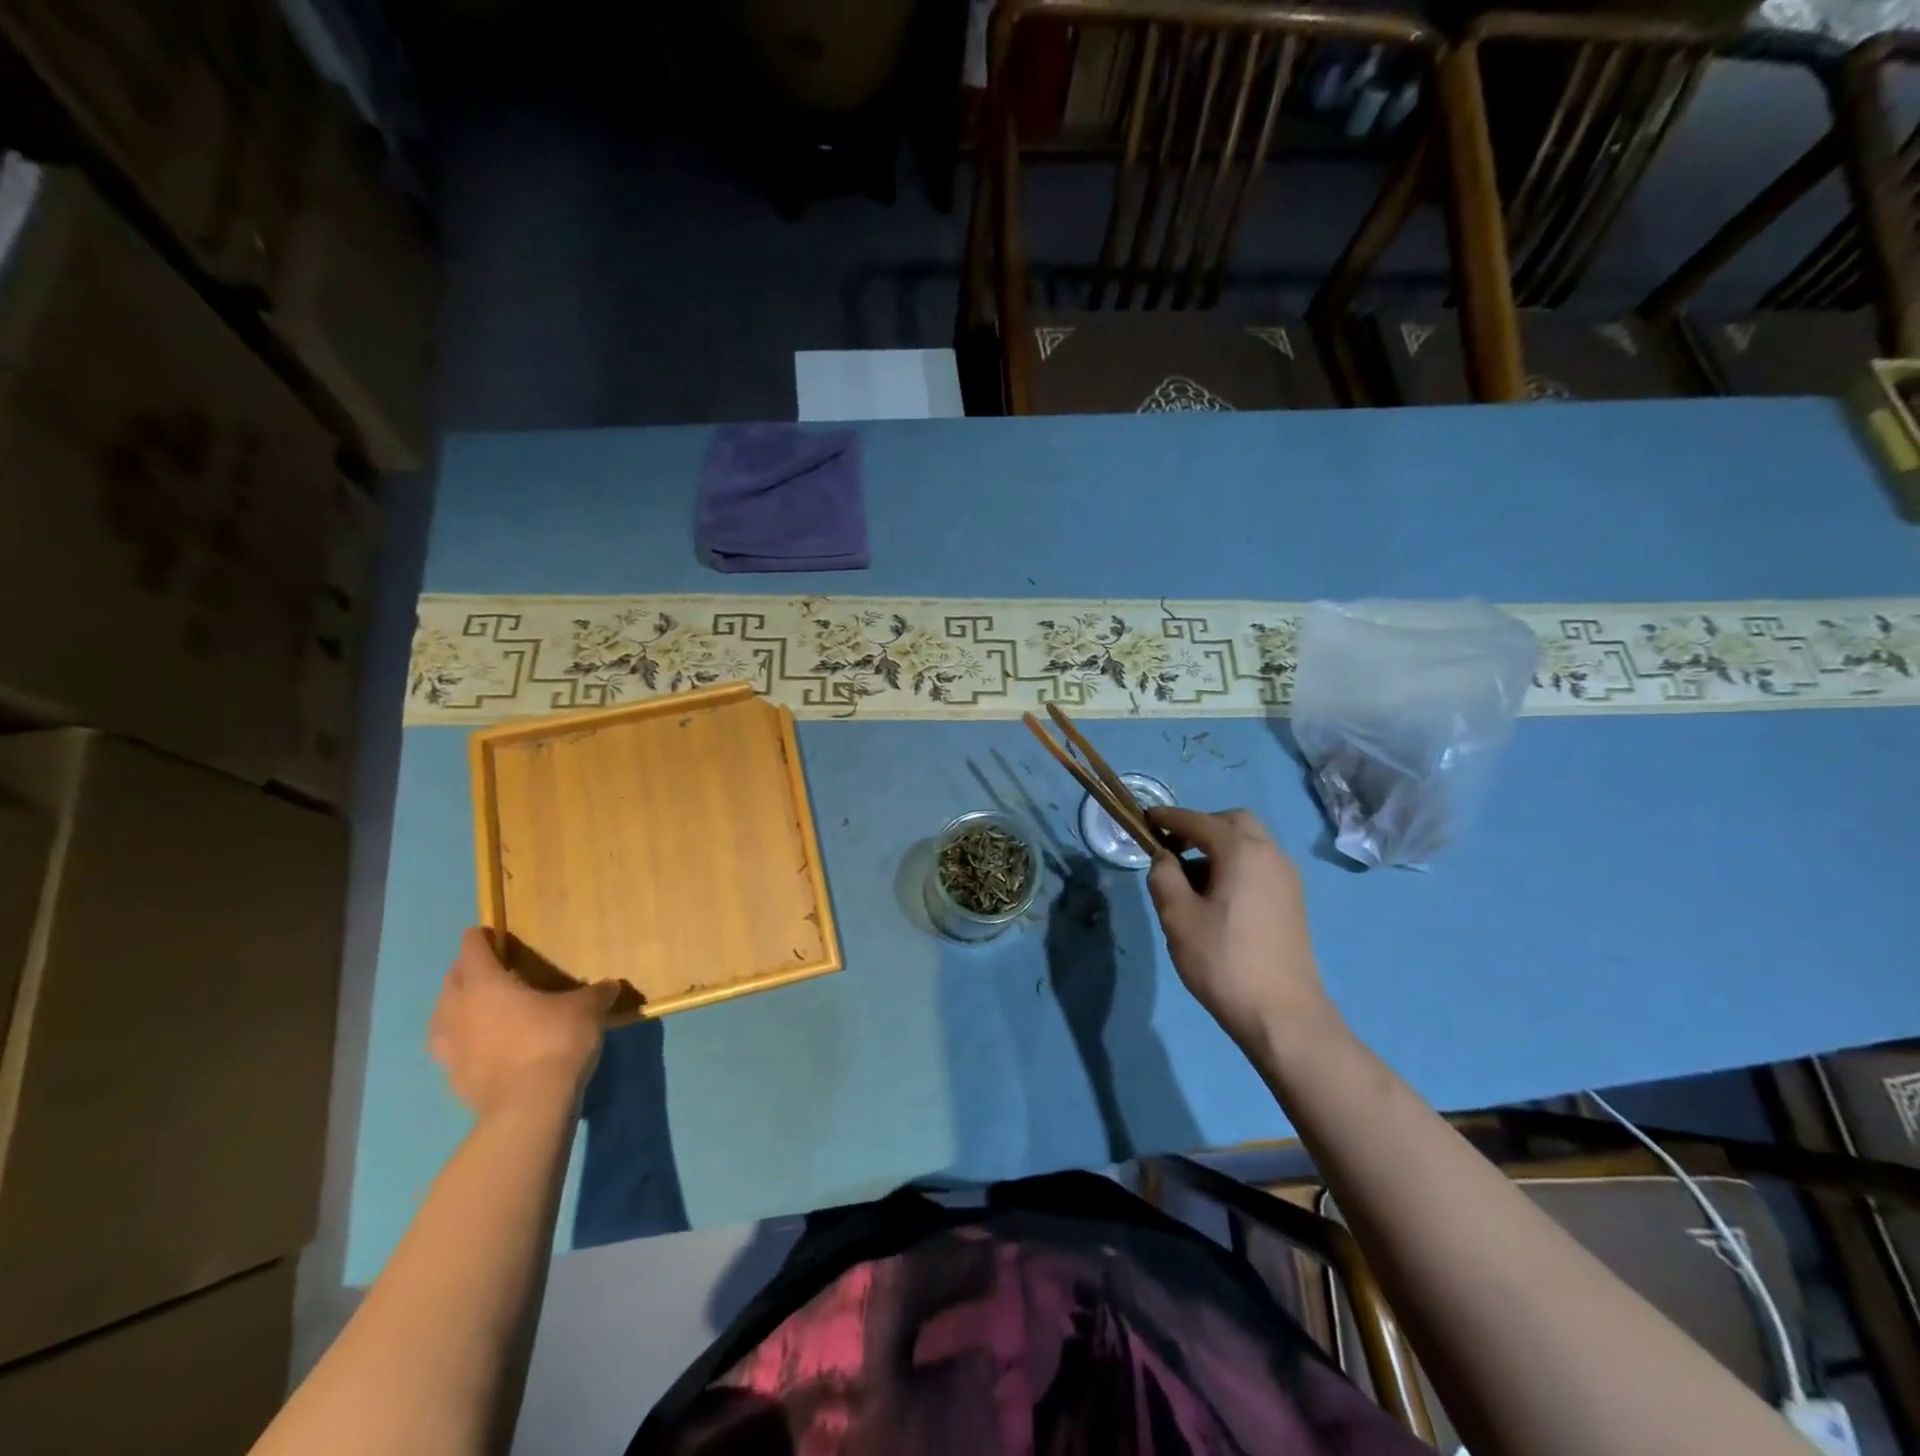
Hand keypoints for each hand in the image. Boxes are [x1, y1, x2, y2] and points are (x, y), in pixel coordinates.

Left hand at [429, 928, 621, 1118]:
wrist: (530, 1106)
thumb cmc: (554, 1041)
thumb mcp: (587, 1009)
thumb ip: (596, 993)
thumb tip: (611, 985)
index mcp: (485, 984)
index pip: (473, 950)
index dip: (479, 938)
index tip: (487, 933)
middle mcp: (458, 1011)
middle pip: (452, 981)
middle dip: (466, 971)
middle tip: (489, 968)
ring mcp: (450, 1048)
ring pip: (442, 1017)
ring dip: (455, 1007)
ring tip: (476, 1007)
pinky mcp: (454, 1079)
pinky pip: (451, 1049)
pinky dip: (462, 1041)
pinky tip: (482, 1046)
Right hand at [1147, 808, 1337, 1050]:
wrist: (1282, 1015)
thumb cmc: (1223, 960)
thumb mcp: (1177, 916)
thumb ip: (1163, 876)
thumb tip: (1164, 859)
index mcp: (1242, 851)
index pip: (1198, 821)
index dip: (1168, 818)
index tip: (1144, 819)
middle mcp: (1270, 854)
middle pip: (1233, 822)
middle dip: (1199, 827)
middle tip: (1172, 849)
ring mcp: (1287, 878)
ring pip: (1249, 843)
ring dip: (1218, 847)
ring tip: (1190, 879)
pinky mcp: (1292, 900)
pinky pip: (1259, 864)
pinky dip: (1235, 864)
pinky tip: (1216, 897)